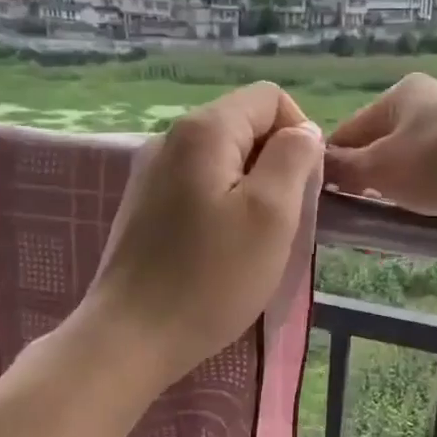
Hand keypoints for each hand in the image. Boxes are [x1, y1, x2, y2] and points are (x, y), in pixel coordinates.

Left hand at [85, 83, 321, 384]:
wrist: (131, 337)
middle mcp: (171, 138)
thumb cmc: (211, 277)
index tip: (305, 188)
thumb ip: (294, 158)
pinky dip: (223, 205)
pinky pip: (199, 185)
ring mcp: (151, 172)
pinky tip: (222, 249)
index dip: (300, 133)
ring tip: (254, 240)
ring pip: (223, 159)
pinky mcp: (144, 206)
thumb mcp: (272, 214)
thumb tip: (303, 133)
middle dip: (276, 164)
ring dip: (252, 190)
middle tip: (283, 221)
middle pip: (245, 125)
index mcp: (204, 130)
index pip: (270, 98)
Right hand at [323, 74, 436, 232]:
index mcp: (401, 94)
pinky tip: (423, 217)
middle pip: (380, 148)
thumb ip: (344, 168)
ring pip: (410, 165)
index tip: (325, 201)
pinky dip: (427, 195)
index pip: (349, 131)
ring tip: (388, 222)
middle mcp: (429, 103)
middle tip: (357, 218)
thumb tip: (316, 166)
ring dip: (396, 193)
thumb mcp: (382, 168)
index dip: (333, 166)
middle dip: (367, 183)